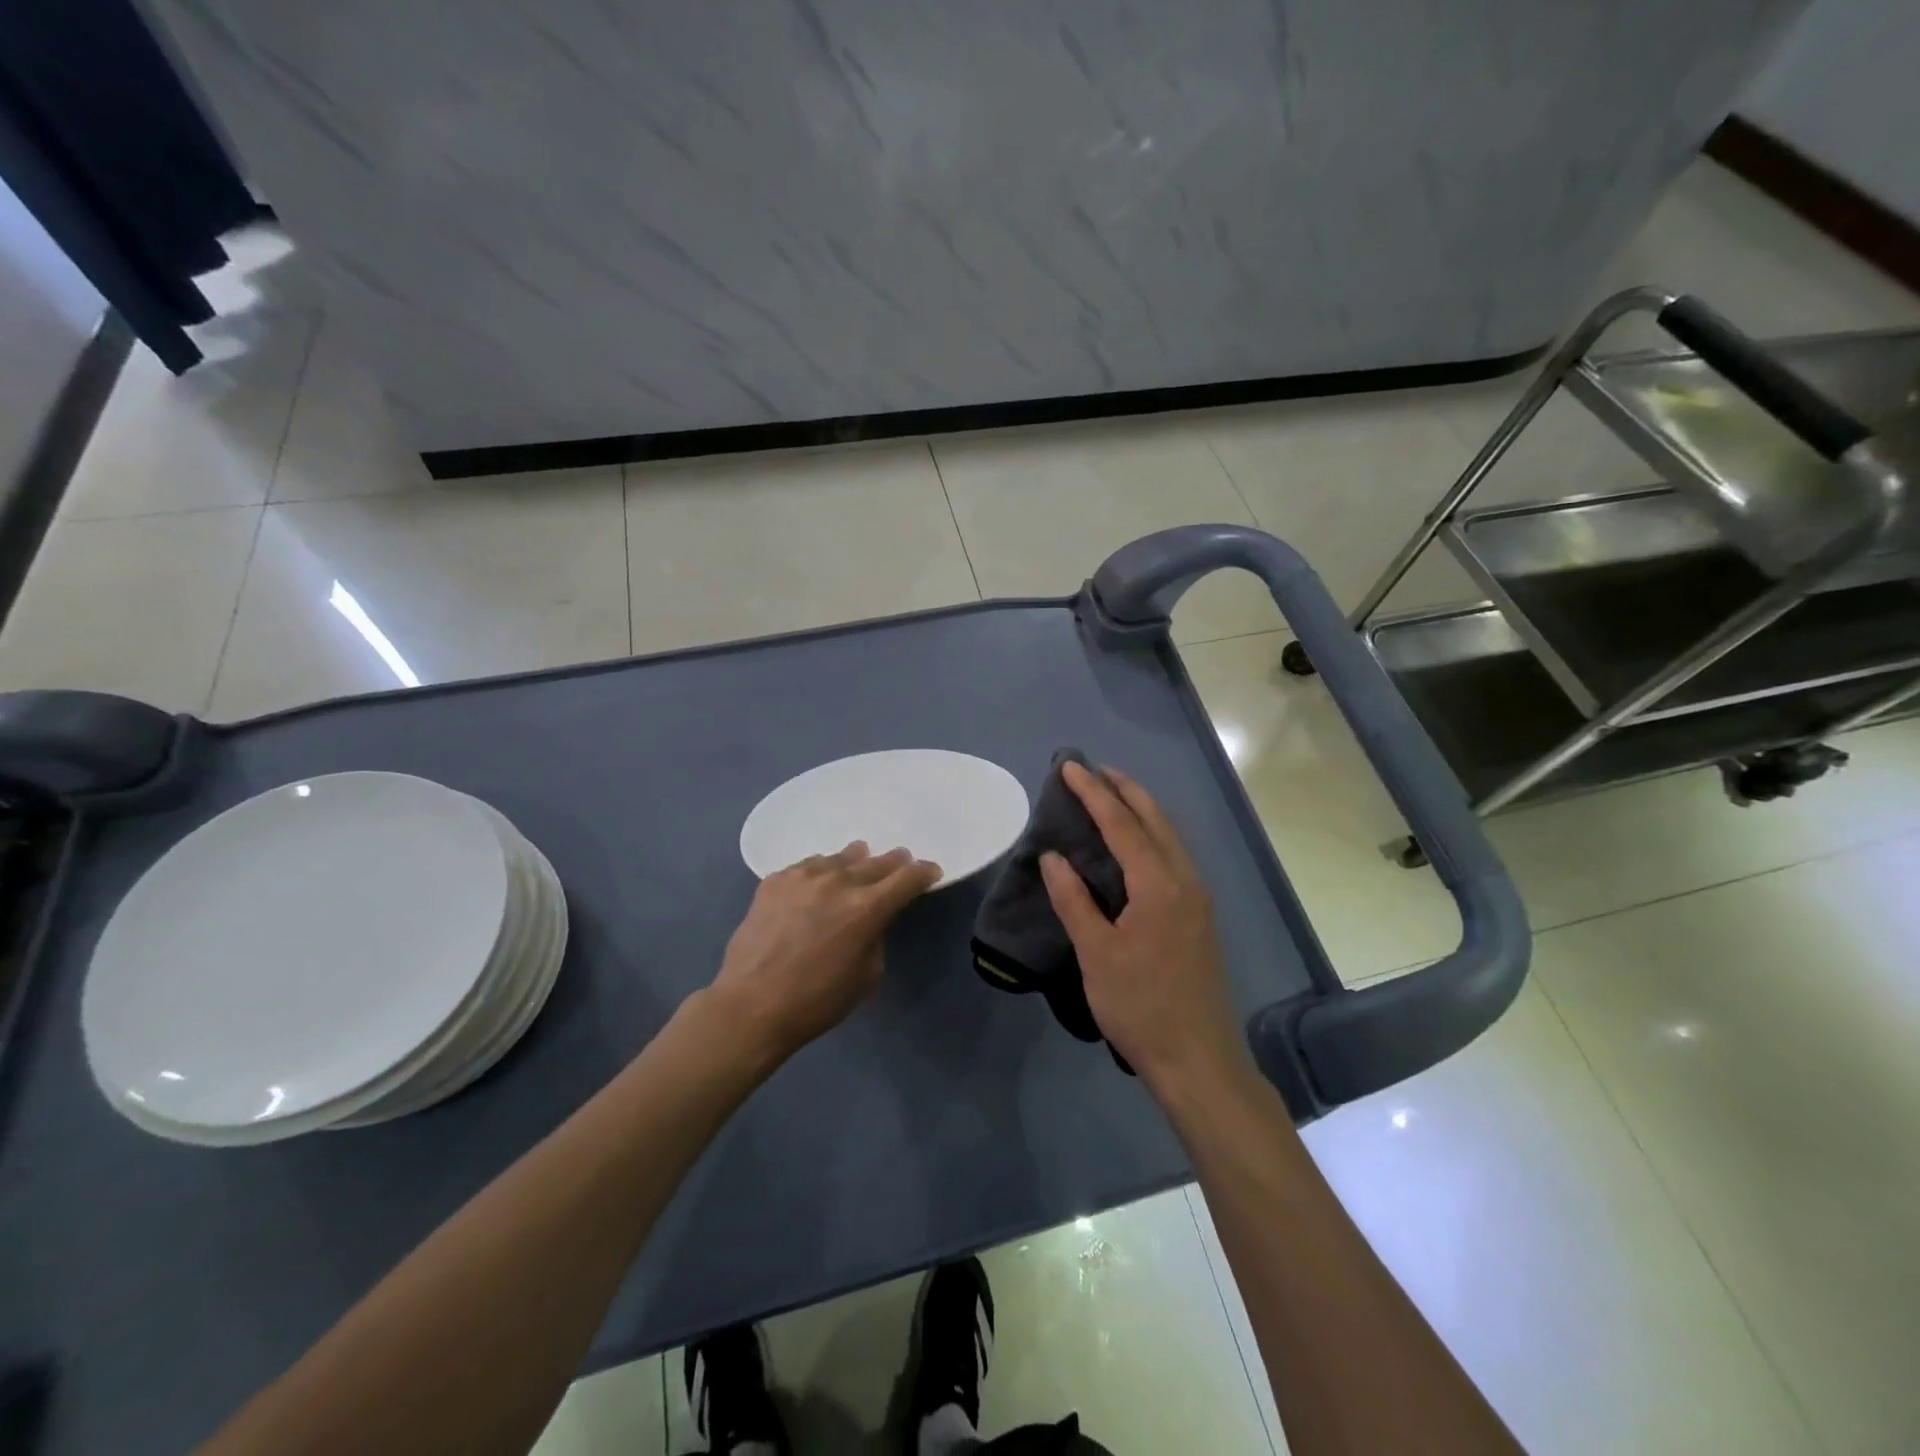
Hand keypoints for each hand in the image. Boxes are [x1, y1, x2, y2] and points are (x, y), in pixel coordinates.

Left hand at [707, 842, 941, 1064]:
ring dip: (854, 862)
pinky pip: (807, 866)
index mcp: (867, 908)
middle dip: (893, 863)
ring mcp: (803, 877)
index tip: (930, 872)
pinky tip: (817, 882)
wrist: (752, 1005)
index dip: (924, 873)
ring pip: (839, 858)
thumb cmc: (817, 1000)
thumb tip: (871, 918)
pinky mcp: (774, 880)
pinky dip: (820, 872)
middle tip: (900, 861)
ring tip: (858, 862)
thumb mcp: (868, 974)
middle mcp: (838, 882)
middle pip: (876, 861)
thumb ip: (876, 935)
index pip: (908, 877)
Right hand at [1040, 762, 1245, 1089]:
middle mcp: (1185, 880)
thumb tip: (1053, 856)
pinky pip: (1174, 855)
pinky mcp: (1200, 916)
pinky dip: (1151, 834)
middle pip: (1155, 818)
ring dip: (1141, 809)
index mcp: (1159, 885)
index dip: (1093, 793)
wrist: (1198, 1059)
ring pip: (1170, 836)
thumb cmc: (1140, 1006)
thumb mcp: (1096, 954)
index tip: (1069, 766)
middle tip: (1093, 770)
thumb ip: (1073, 900)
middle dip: (1124, 789)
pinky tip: (1134, 844)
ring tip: (1111, 795)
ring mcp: (1198, 898)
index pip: (1122, 823)